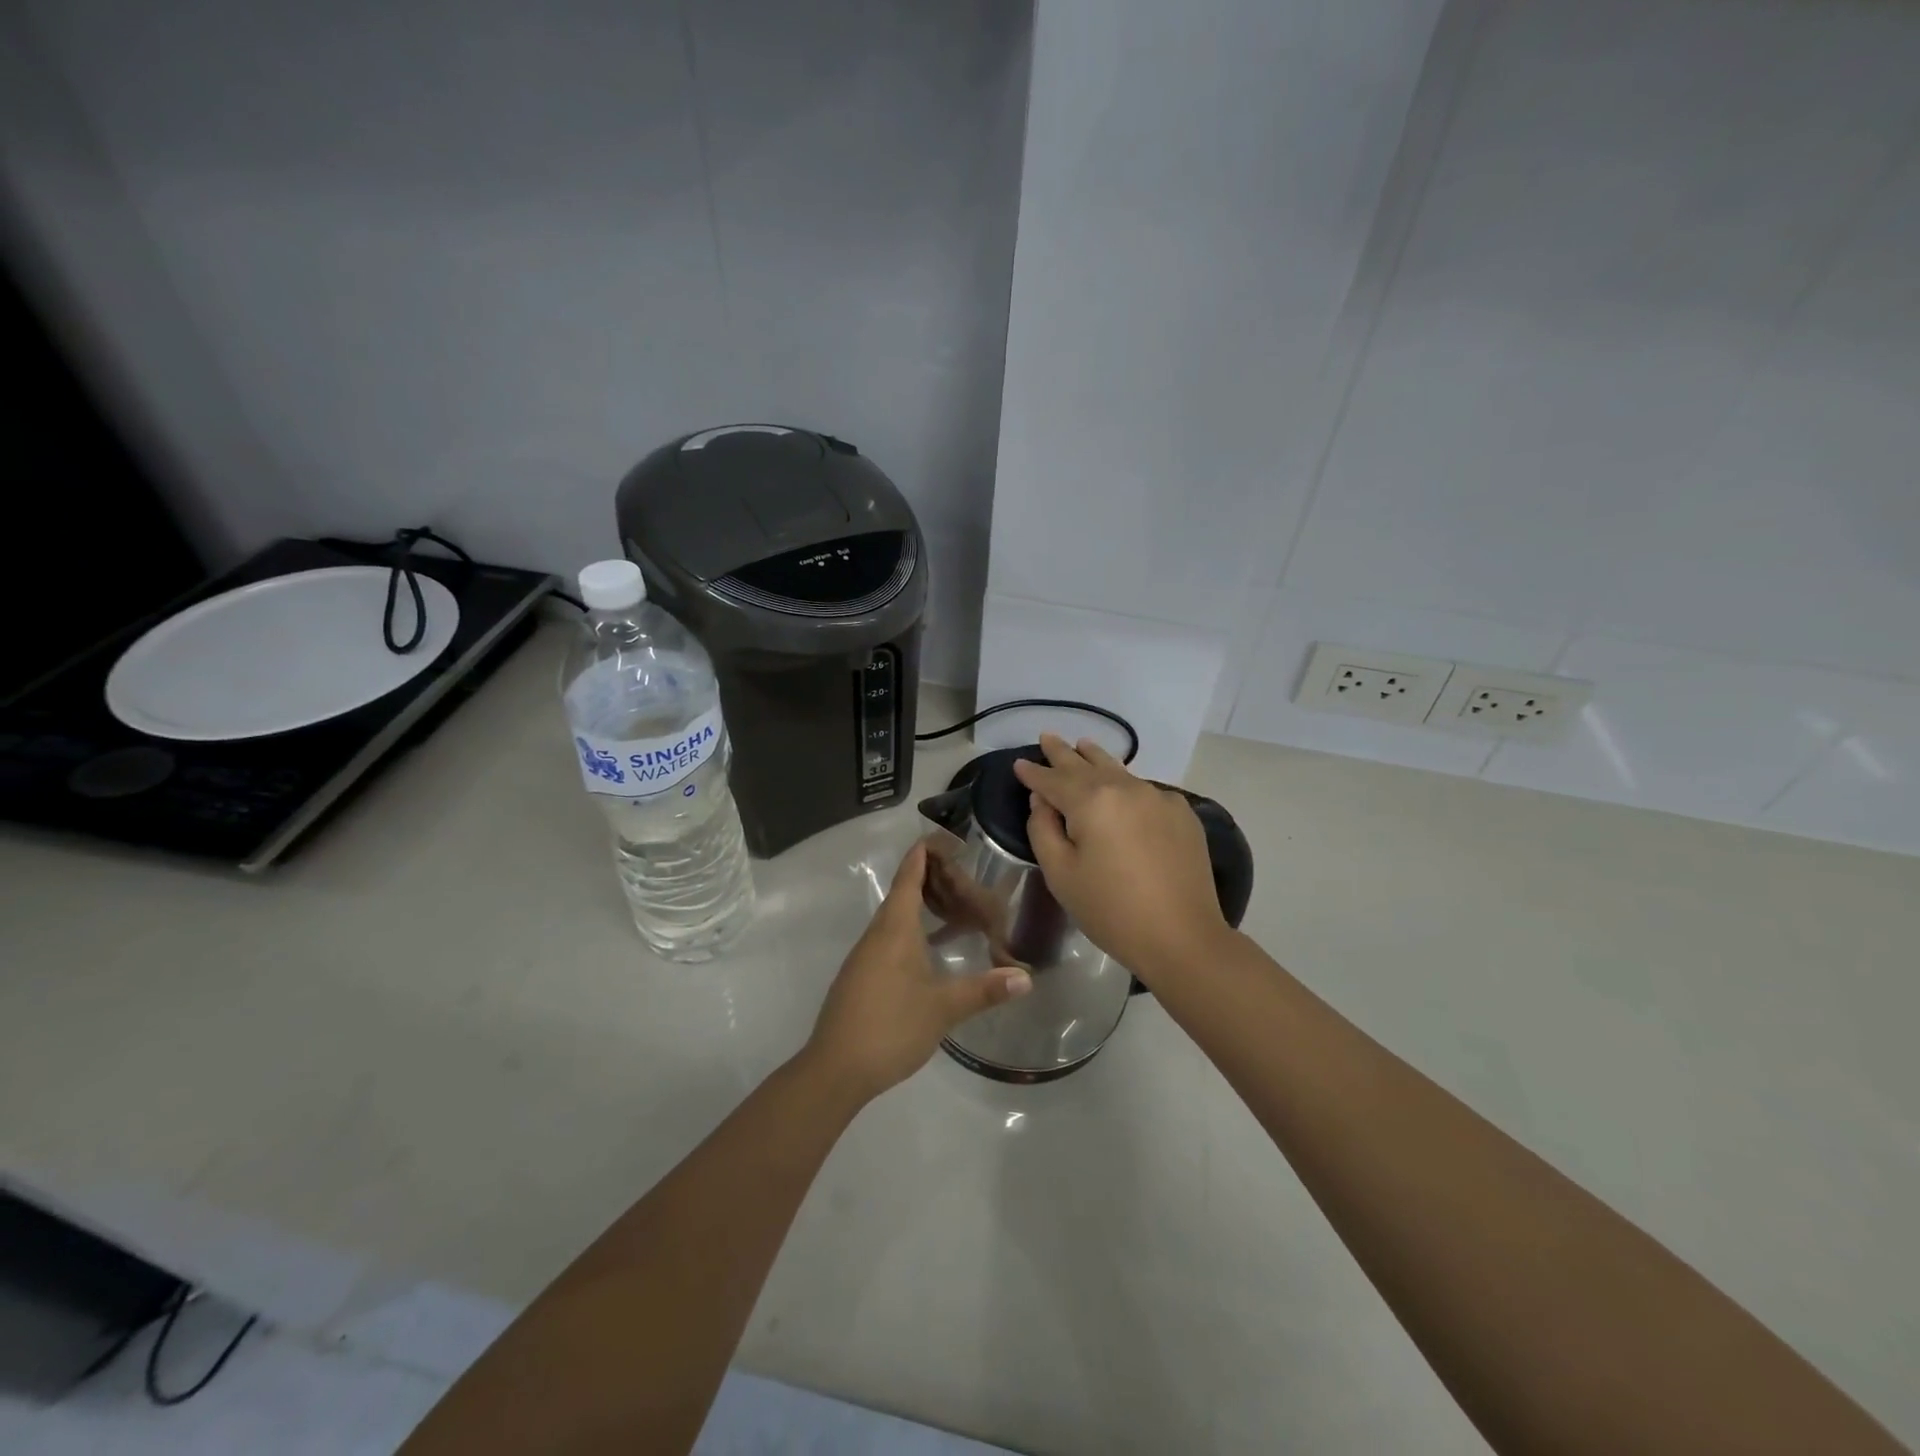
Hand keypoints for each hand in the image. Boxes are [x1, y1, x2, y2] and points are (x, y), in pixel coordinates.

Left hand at [804, 843, 1030, 1101]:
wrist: (835, 1069)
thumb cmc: (890, 1026)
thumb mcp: (943, 1008)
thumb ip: (985, 990)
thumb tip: (1026, 977)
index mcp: (894, 928)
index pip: (909, 875)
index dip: (926, 852)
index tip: (948, 836)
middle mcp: (877, 934)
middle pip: (904, 892)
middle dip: (933, 879)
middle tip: (967, 876)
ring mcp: (867, 956)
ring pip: (898, 917)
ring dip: (925, 907)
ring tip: (958, 908)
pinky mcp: (864, 976)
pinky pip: (892, 938)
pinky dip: (916, 931)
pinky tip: (935, 949)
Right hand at [1013, 734, 1229, 979]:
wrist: (1182, 937)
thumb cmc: (1110, 910)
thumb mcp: (1061, 874)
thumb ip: (1044, 829)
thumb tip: (1042, 800)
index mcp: (1091, 801)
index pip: (1053, 779)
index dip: (1033, 772)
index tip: (1019, 764)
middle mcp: (1126, 788)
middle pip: (1086, 764)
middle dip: (1063, 752)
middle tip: (1048, 736)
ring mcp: (1159, 797)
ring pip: (1119, 770)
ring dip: (1096, 759)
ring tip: (1084, 745)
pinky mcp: (1182, 813)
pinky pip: (1145, 791)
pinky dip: (1127, 786)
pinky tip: (1124, 792)